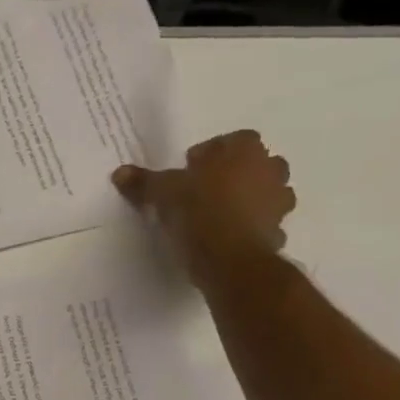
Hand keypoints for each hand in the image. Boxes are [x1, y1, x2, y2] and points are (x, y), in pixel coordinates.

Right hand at [112, 130, 294, 286]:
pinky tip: (227, 239)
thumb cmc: (199, 212)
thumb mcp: (162, 194)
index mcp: (244, 150)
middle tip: (205, 191)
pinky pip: (265, 224)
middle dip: (235, 174)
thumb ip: (144, 182)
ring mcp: (279, 201)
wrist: (230, 260)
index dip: (210, 154)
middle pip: (255, 164)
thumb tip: (120, 172)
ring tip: (218, 215)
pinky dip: (250, 228)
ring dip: (249, 199)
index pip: (232, 140)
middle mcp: (269, 169)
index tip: (189, 171)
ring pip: (267, 192)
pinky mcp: (278, 231)